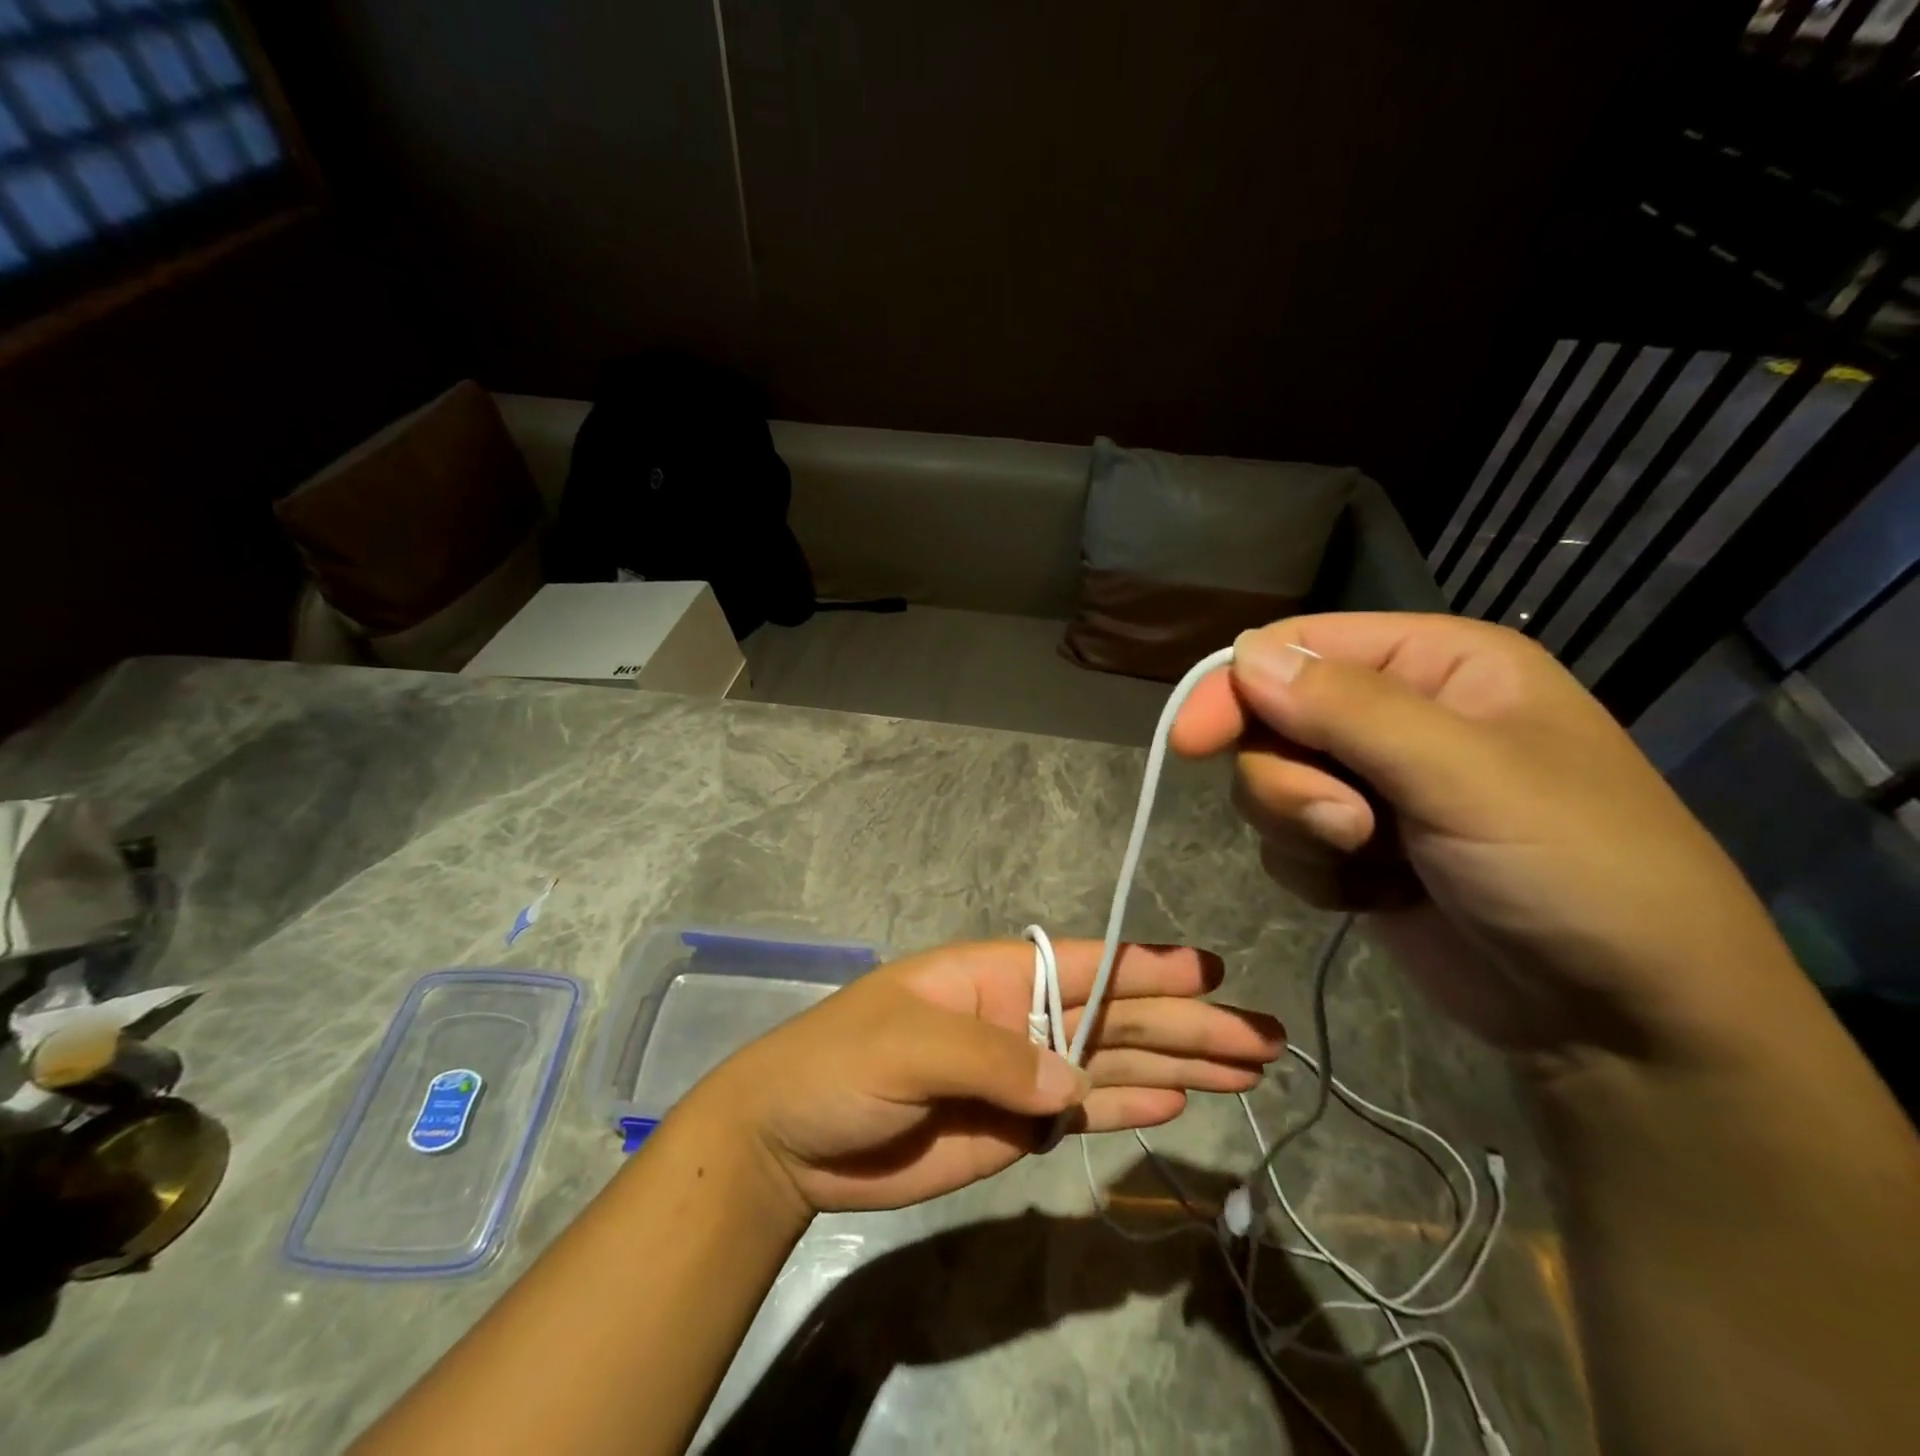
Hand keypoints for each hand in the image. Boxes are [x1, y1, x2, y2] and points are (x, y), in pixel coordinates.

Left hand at [684, 939, 1283, 1214]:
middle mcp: (1022, 1016)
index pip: (1088, 965)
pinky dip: (1132, 1105)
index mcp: (996, 976)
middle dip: (1189, 1023)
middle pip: (1118, 1016)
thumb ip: (992, 1057)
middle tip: (1264, 1037)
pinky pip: (1087, 1109)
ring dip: (1179, 1064)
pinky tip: (1180, 1101)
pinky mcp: (1018, 1126)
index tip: (1213, 972)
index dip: (1150, 968)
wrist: (792, 1139)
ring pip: (1115, 1062)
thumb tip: (1070, 1082)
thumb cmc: (840, 1065)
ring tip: (1246, 1070)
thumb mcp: (907, 1044)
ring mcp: (1024, 1072)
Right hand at [1169, 613, 1798, 1066]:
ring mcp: (1373, 786)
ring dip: (1300, 829)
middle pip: (1270, 719)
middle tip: (1344, 827)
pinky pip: (1285, 841)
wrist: (1623, 1023)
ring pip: (1269, 784)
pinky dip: (1313, 872)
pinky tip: (1371, 895)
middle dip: (1288, 781)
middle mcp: (1396, 714)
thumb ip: (1349, 708)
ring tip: (1369, 864)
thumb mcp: (1466, 777)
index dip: (1236, 687)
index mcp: (1434, 664)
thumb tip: (1244, 654)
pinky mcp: (1356, 849)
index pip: (1297, 648)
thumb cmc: (1575, 872)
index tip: (1191, 742)